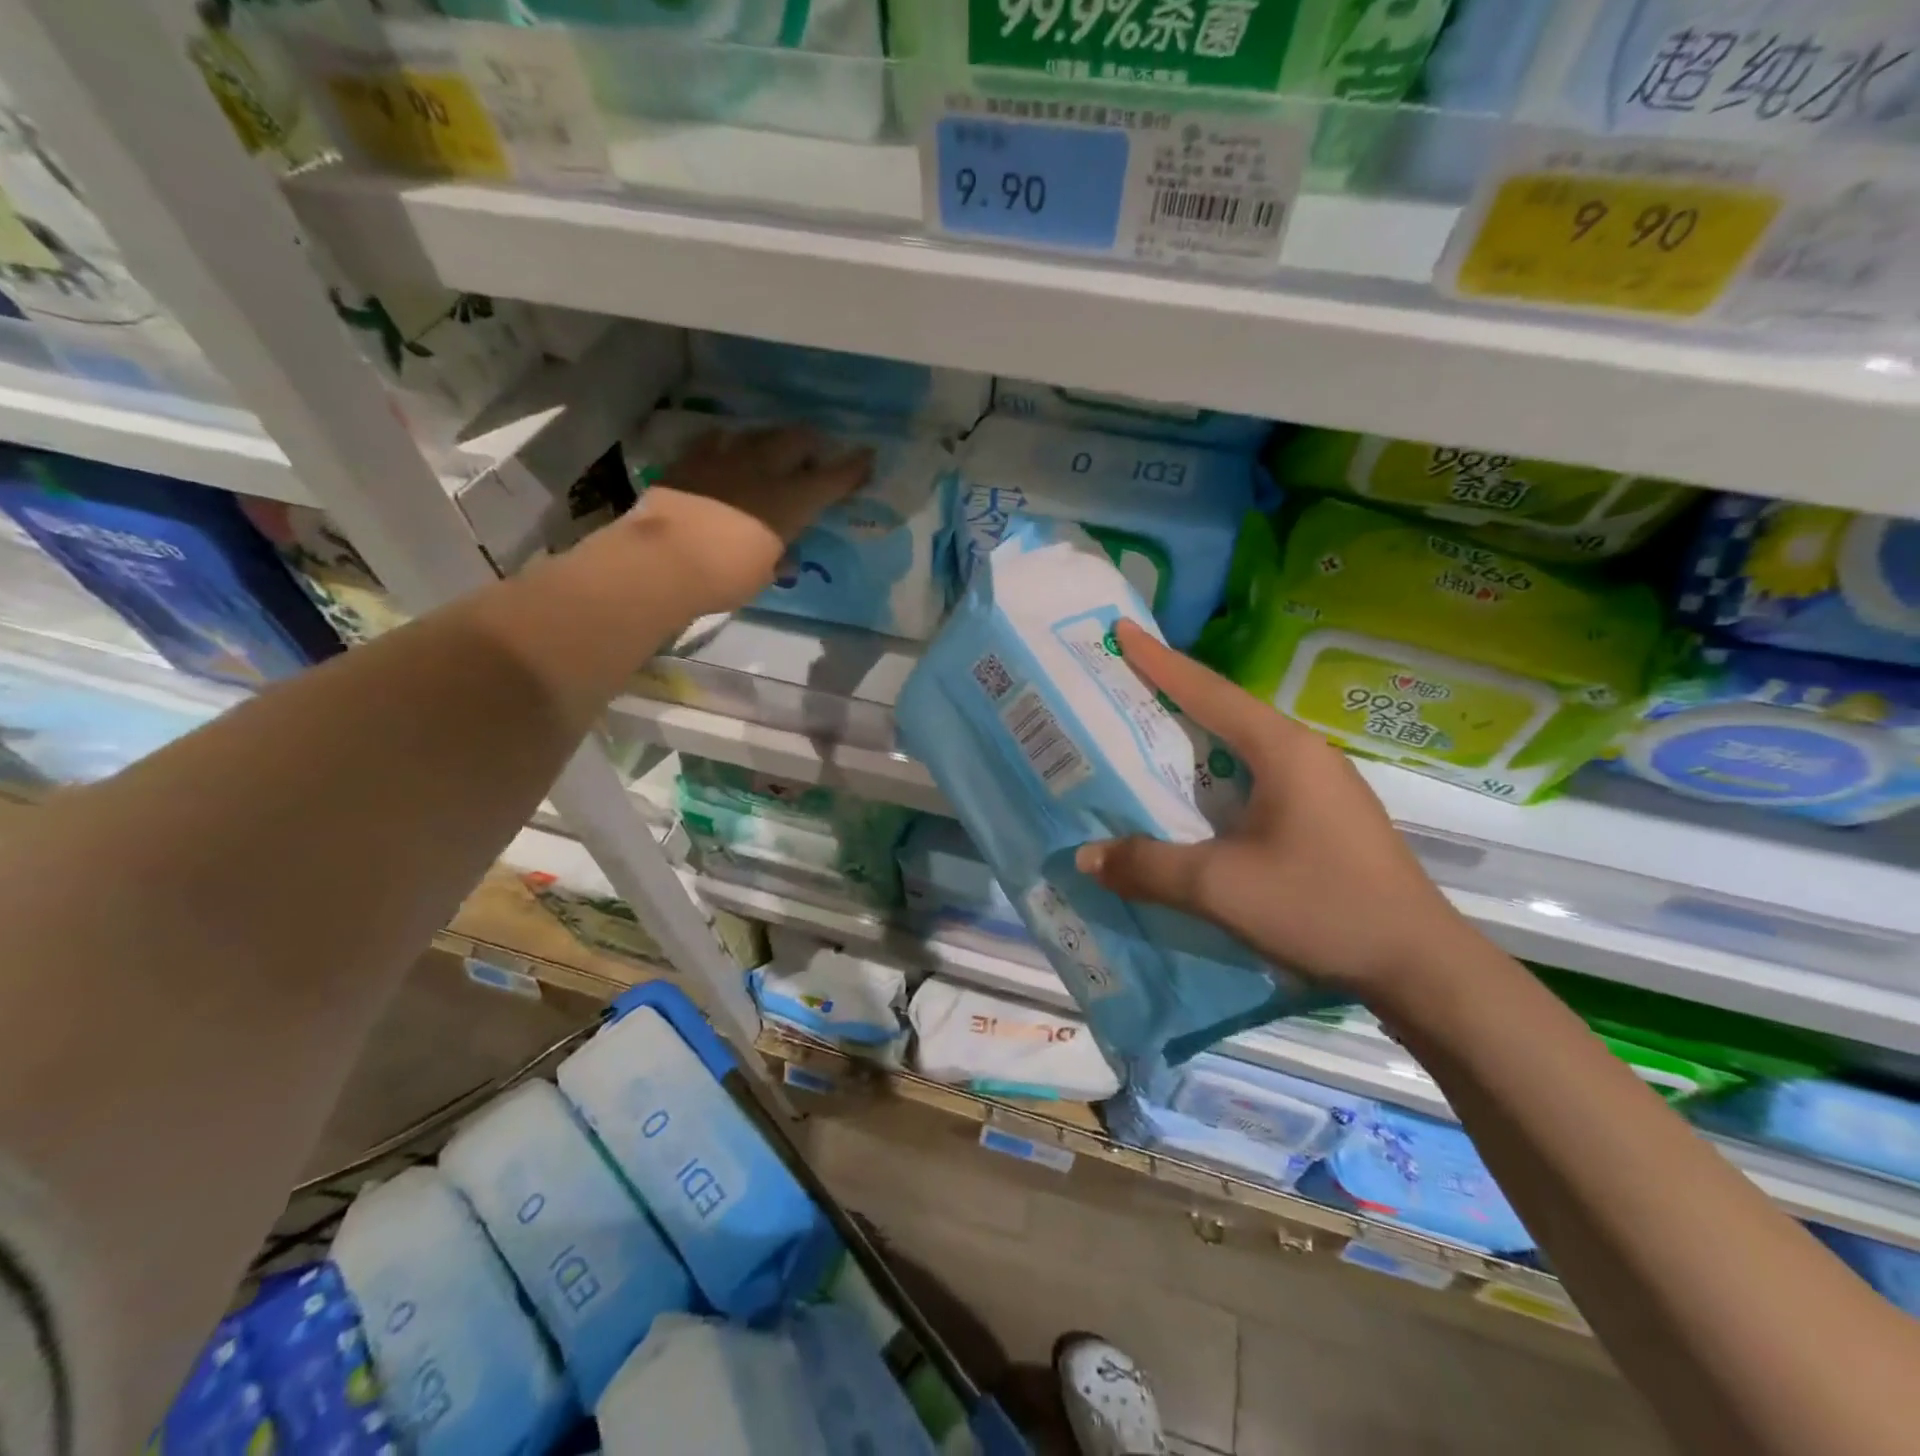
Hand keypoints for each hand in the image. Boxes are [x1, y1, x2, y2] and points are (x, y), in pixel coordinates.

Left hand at [626, 425, 872, 617]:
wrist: (662, 562)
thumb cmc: (724, 577)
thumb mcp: (763, 575)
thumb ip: (778, 559)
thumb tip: (784, 556)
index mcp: (791, 502)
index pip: (832, 479)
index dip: (853, 467)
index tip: (868, 457)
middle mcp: (764, 470)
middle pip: (796, 440)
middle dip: (810, 444)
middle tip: (812, 455)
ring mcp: (725, 459)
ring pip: (758, 433)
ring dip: (771, 441)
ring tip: (771, 450)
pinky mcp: (691, 460)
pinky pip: (716, 439)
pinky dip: (728, 444)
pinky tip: (726, 451)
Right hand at [1074, 620, 1483, 1001]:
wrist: (1420, 965)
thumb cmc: (1321, 907)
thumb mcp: (1219, 887)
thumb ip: (1148, 867)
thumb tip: (1085, 856)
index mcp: (1281, 750)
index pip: (1207, 691)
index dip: (1158, 661)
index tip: (1121, 631)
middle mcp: (1303, 753)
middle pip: (1225, 710)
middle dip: (1171, 693)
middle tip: (1121, 682)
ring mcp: (1320, 784)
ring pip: (1242, 745)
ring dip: (1195, 735)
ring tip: (1146, 733)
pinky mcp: (1324, 815)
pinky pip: (1256, 776)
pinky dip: (1216, 772)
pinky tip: (1195, 794)